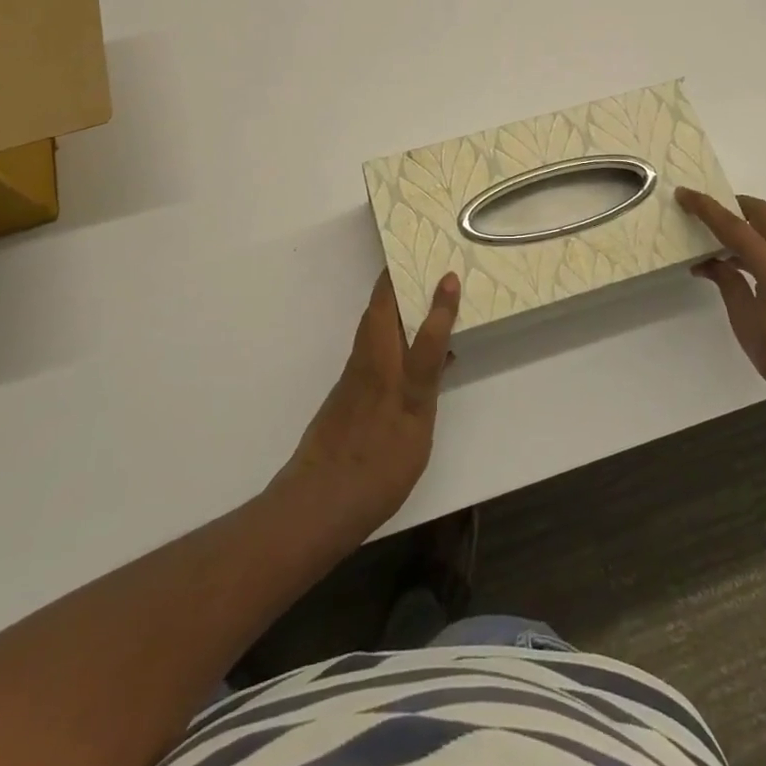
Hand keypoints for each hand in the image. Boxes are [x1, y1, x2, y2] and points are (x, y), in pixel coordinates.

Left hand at [282, 269, 459, 534]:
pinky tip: (407, 353)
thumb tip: (441, 349)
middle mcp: (370, 363)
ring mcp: (356, 379)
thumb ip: (427, 381)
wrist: (320, 501)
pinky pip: (374, 350)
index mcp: (389, 368)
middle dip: (396, 284)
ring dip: (392, 305)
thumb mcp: (415, 424)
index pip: (413, 321)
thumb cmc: (376, 464)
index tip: (445, 272)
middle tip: (421, 264)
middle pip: (380, 312)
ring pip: (375, 328)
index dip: (433, 300)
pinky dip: (390, 335)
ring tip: (418, 295)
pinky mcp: (349, 396)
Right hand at [677, 188, 765, 429]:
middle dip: (734, 206)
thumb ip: (729, 285)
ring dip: (749, 226)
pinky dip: (762, 244)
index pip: (734, 226)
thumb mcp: (747, 323)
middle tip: (706, 213)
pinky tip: (743, 267)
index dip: (706, 208)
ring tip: (719, 244)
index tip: (683, 194)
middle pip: (763, 213)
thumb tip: (711, 263)